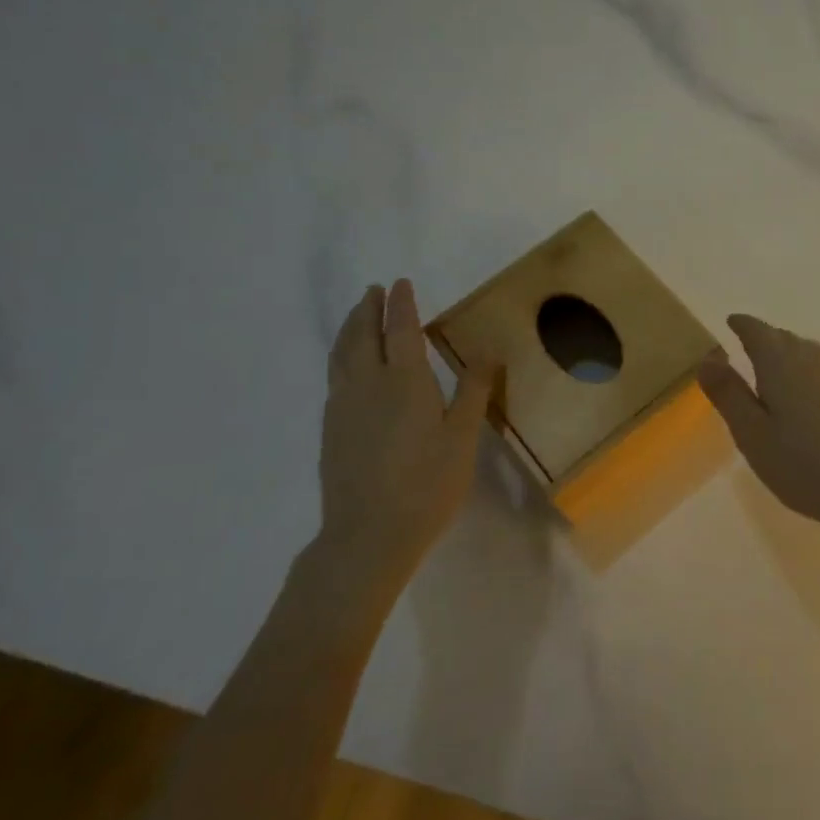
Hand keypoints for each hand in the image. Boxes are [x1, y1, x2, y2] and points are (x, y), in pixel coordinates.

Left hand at [318, 280, 492, 573]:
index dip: (401, 304)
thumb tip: (489, 351)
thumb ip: (474, 391)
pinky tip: (348, 368)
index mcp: (403, 381)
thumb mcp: (462, 437)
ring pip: (342, 355)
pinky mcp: (331, 430)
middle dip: (368, 309)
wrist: (367, 536)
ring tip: (358, 317)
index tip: (400, 283)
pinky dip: (341, 357)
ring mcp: (343, 408)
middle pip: (362, 335)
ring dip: (350, 329)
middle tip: (374, 291)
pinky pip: (335, 377)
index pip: (400, 330)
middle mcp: (367, 385)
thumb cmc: (426, 484)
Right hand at [698, 314, 819, 539]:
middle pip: (783, 337)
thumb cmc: (804, 465)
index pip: (757, 331)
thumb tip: (707, 357)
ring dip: (787, 353)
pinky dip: (806, 372)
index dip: (742, 324)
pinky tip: (806, 396)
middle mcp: (812, 359)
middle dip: (764, 337)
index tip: (731, 322)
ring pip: (806, 352)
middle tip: (746, 346)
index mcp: (781, 363)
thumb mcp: (752, 434)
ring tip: (772, 369)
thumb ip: (729, 393)